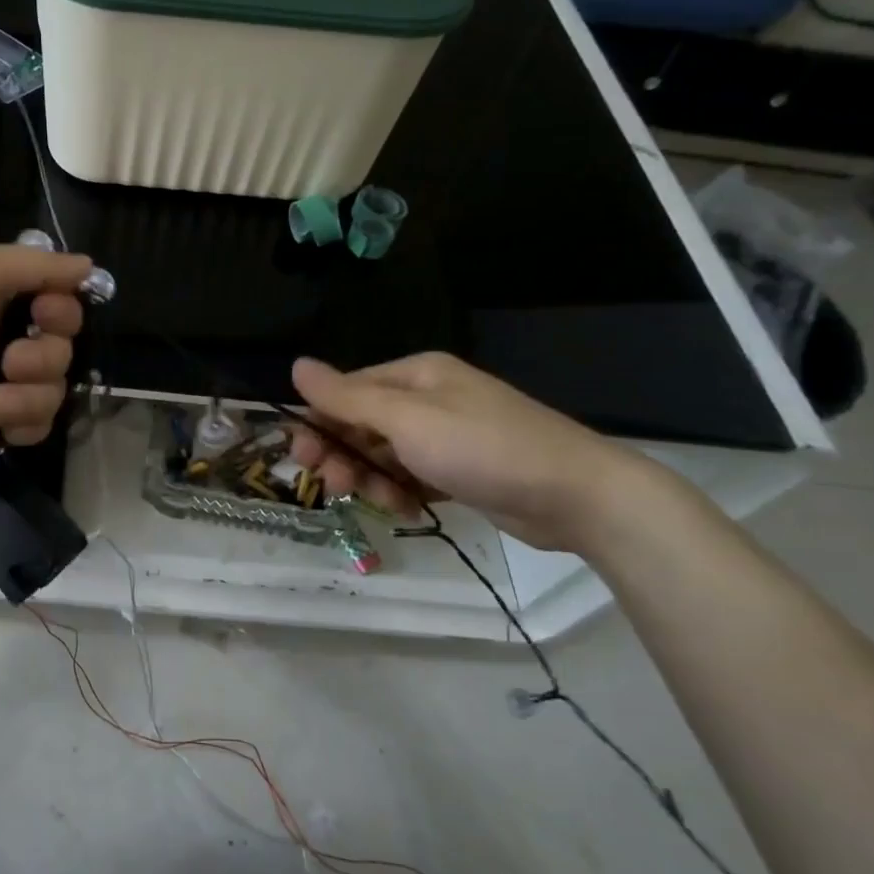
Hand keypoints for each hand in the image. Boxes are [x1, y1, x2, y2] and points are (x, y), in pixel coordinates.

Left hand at [0, 242, 92, 480]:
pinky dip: (25, 423)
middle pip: (64, 346)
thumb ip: (34, 263)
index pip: (60, 298)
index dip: (63, 309)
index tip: (43, 316)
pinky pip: (40, 424)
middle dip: (44, 356)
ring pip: (55, 388)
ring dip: (31, 395)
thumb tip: (88, 265)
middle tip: (7, 362)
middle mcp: (2, 335)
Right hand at [288, 352, 659, 553]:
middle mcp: (426, 399)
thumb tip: (296, 365)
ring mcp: (444, 435)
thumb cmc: (483, 448)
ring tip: (380, 501)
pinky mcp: (458, 470)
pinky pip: (409, 476)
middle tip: (335, 487)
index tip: (302, 459)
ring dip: (370, 478)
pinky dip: (400, 491)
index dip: (318, 423)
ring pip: (382, 455)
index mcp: (414, 375)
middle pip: (361, 424)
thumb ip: (347, 397)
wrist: (577, 495)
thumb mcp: (407, 420)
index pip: (346, 392)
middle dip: (342, 455)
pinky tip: (405, 508)